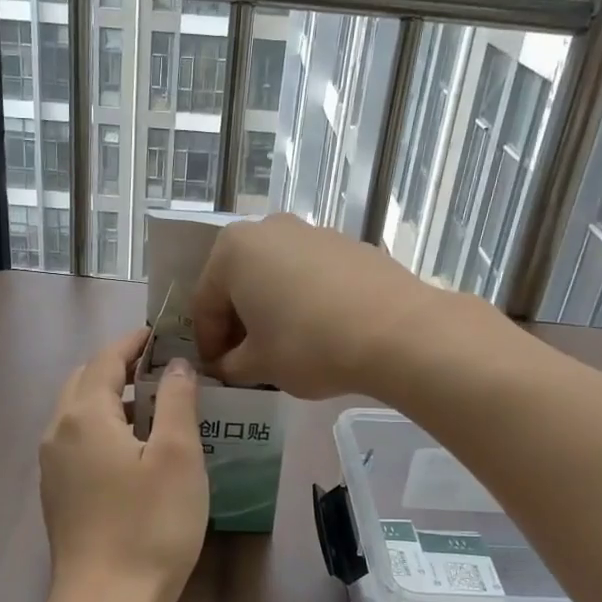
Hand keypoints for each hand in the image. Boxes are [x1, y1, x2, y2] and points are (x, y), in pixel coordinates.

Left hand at [40, 330, 208, 601]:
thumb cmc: (150, 525)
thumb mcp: (177, 456)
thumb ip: (177, 400)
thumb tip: (176, 364)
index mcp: (84, 414)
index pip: (106, 359)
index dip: (134, 342)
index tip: (162, 334)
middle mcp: (57, 432)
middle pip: (85, 381)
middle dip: (120, 367)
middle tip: (163, 368)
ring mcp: (52, 466)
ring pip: (79, 413)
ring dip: (113, 398)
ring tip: (157, 406)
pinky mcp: (57, 494)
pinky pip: (78, 441)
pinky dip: (104, 428)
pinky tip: (135, 450)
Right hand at [189, 213, 441, 399]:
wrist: (396, 331)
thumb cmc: (309, 344)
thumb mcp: (259, 365)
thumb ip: (231, 365)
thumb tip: (227, 366)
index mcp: (233, 250)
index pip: (205, 303)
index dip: (208, 343)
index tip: (217, 372)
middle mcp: (268, 229)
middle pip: (239, 283)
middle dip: (239, 322)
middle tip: (246, 359)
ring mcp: (312, 232)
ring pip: (276, 275)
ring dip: (271, 308)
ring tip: (284, 346)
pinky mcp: (348, 244)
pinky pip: (310, 274)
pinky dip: (304, 299)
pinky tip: (320, 330)